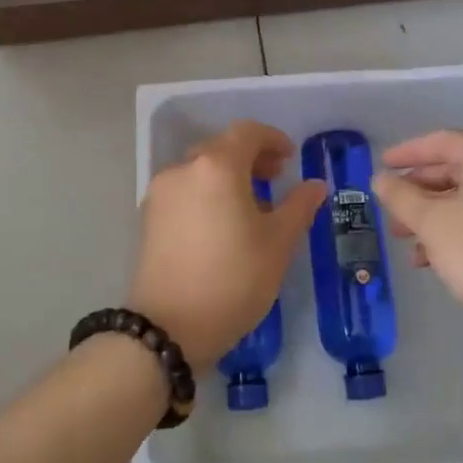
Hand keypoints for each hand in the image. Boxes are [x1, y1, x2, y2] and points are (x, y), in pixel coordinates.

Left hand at [128, 120, 326, 369]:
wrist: (167, 329)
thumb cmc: (233, 280)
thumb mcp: (278, 244)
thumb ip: (299, 206)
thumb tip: (315, 185)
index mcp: (217, 167)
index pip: (247, 133)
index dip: (272, 139)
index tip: (290, 158)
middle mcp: (183, 169)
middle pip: (221, 147)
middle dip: (251, 157)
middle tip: (275, 178)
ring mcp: (160, 193)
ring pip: (200, 169)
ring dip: (228, 175)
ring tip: (251, 205)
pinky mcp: (148, 218)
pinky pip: (184, 190)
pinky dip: (207, 192)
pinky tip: (222, 223)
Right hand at [372, 130, 462, 356]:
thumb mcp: (431, 220)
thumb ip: (400, 196)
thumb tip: (380, 179)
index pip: (445, 142)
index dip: (410, 150)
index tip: (383, 164)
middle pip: (452, 171)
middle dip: (416, 188)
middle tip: (388, 204)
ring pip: (460, 202)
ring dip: (426, 215)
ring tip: (399, 235)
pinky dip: (446, 234)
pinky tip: (423, 259)